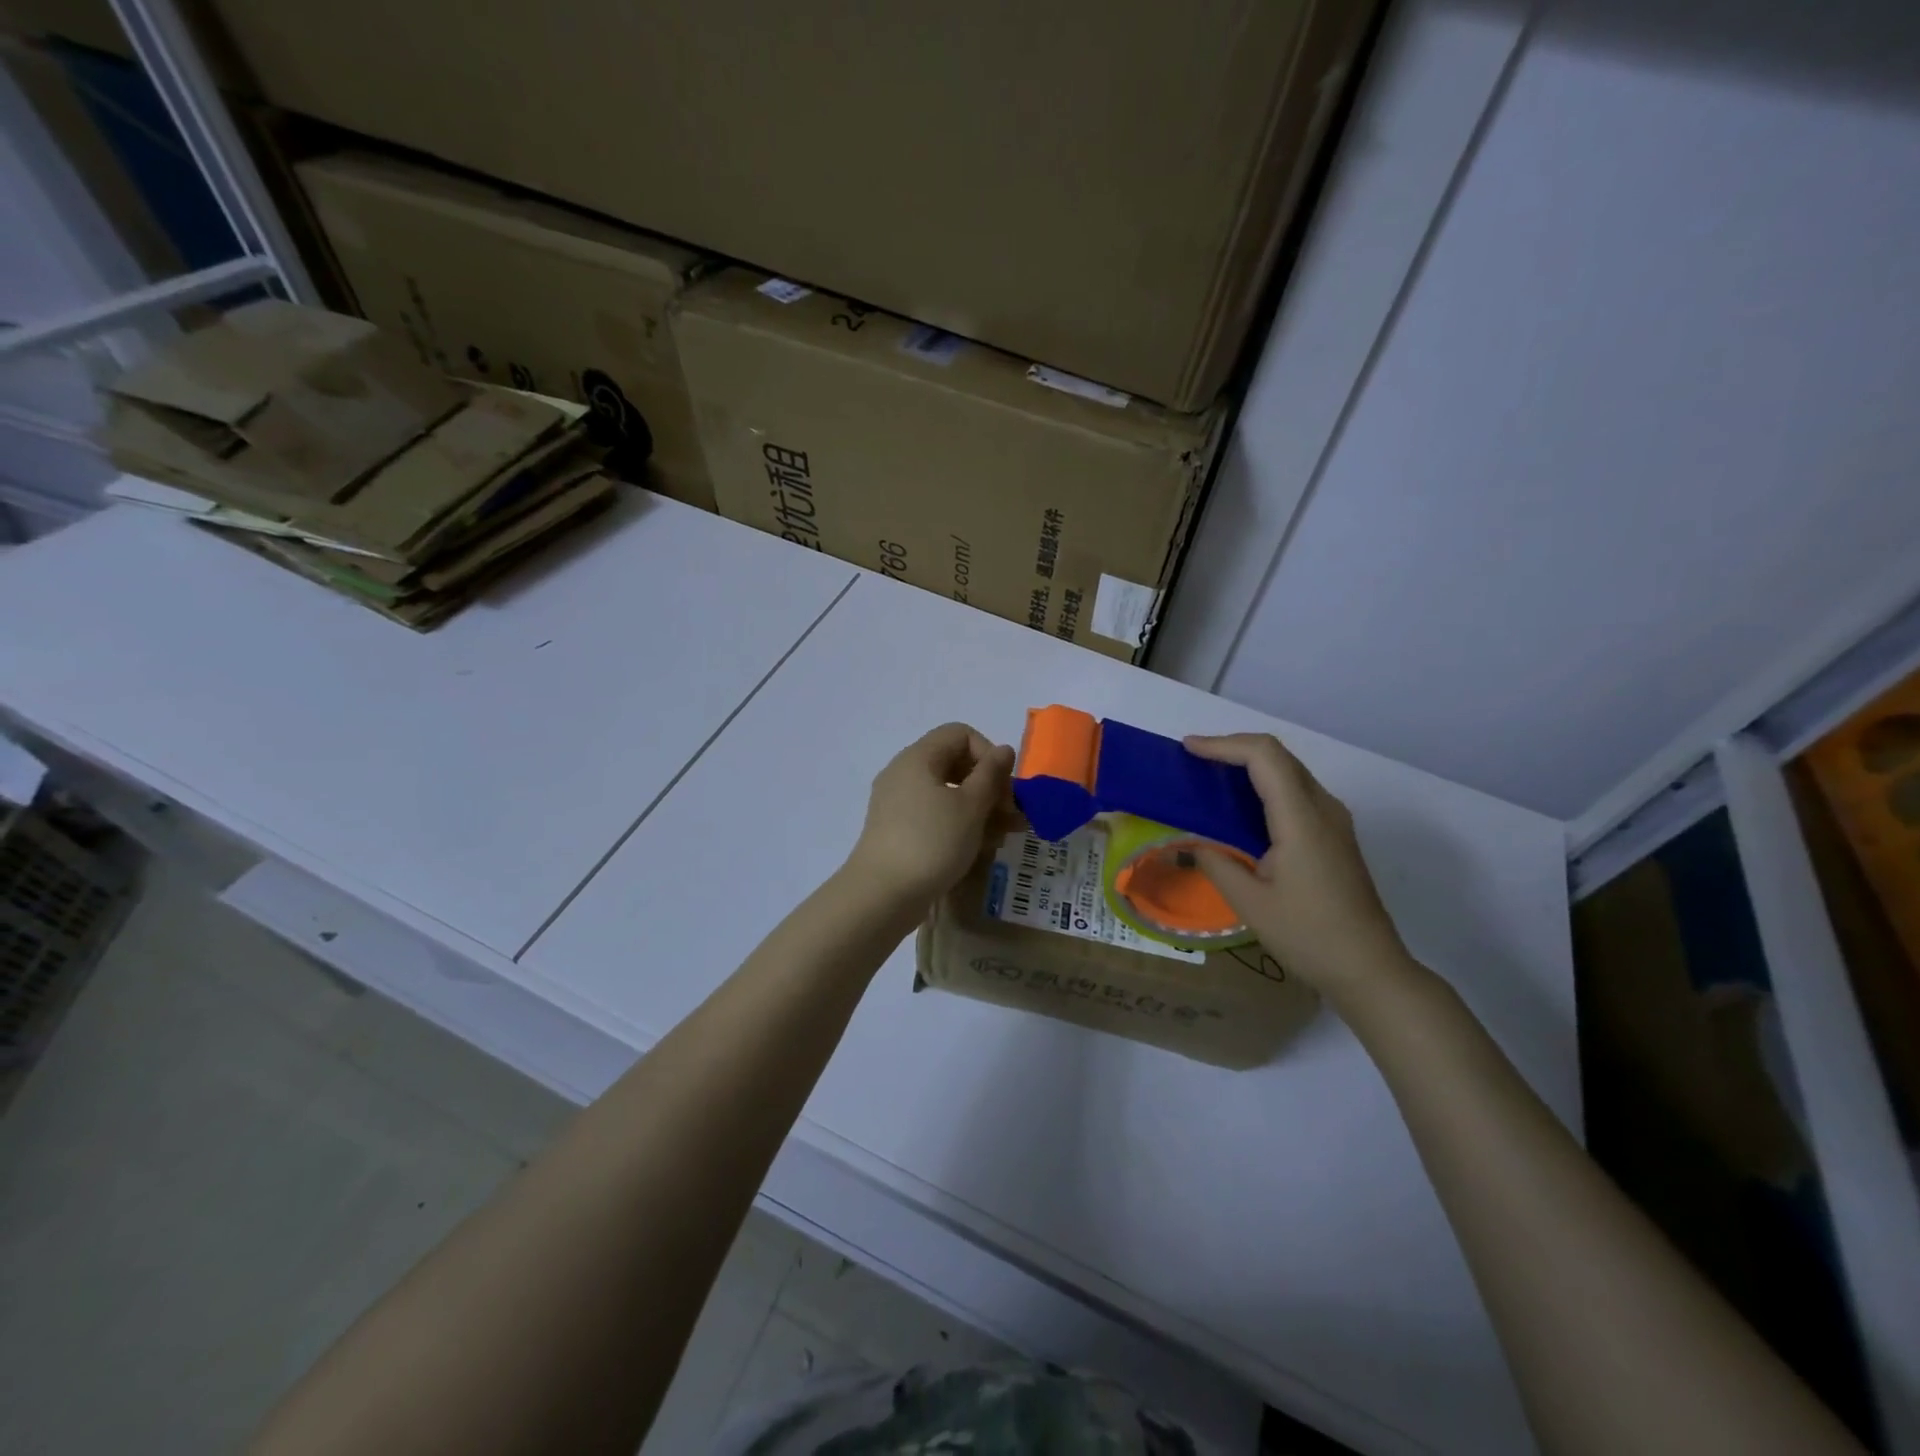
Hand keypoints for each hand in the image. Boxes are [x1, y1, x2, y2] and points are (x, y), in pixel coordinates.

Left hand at [844, 724, 1016, 909]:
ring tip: (1002, 838)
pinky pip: (934, 816)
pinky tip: (978, 849)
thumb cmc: (932, 842)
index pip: (961, 734)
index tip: (1004, 788)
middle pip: (956, 764)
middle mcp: (904, 773)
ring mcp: (898, 803)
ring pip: (948, 794)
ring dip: (980, 810)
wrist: (882, 895)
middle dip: (990, 787)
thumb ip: (992, 774)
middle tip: (1012, 817)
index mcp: (918, 757)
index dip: (989, 754)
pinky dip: (959, 826)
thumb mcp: (971, 806)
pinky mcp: (898, 830)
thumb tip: (1004, 749)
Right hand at [1186, 733, 1416, 1006]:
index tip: (1188, 749)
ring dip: (1249, 765)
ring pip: (1289, 771)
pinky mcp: (1334, 835)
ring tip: (1208, 778)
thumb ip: (1214, 862)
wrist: (1370, 970)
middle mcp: (1324, 808)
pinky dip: (1263, 786)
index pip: (1264, 756)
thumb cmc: (1309, 937)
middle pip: (1278, 756)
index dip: (1224, 744)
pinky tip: (1238, 807)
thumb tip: (1185, 841)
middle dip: (1233, 748)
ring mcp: (1334, 821)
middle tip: (1192, 760)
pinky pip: (1296, 792)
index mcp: (1302, 820)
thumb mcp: (1250, 903)